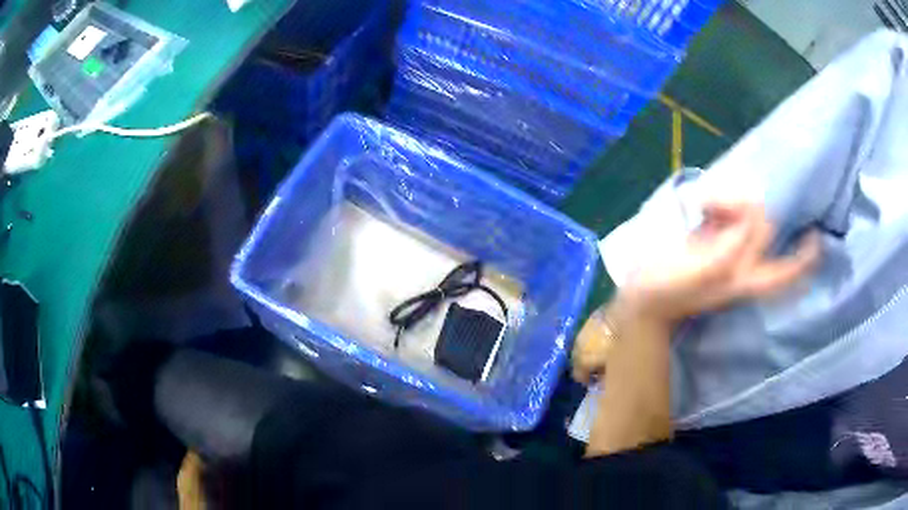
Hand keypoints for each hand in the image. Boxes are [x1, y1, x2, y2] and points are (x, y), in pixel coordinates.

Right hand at [622, 201, 820, 326]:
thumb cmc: (665, 291)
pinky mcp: (715, 239)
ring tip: (703, 204)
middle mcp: (744, 264)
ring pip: (748, 215)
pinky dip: (721, 201)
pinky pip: (731, 212)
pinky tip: (702, 203)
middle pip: (764, 228)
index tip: (815, 235)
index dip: (804, 257)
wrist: (643, 296)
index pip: (786, 272)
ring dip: (730, 201)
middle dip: (747, 208)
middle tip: (714, 206)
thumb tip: (749, 221)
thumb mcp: (694, 274)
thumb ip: (724, 251)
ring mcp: (731, 250)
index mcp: (744, 279)